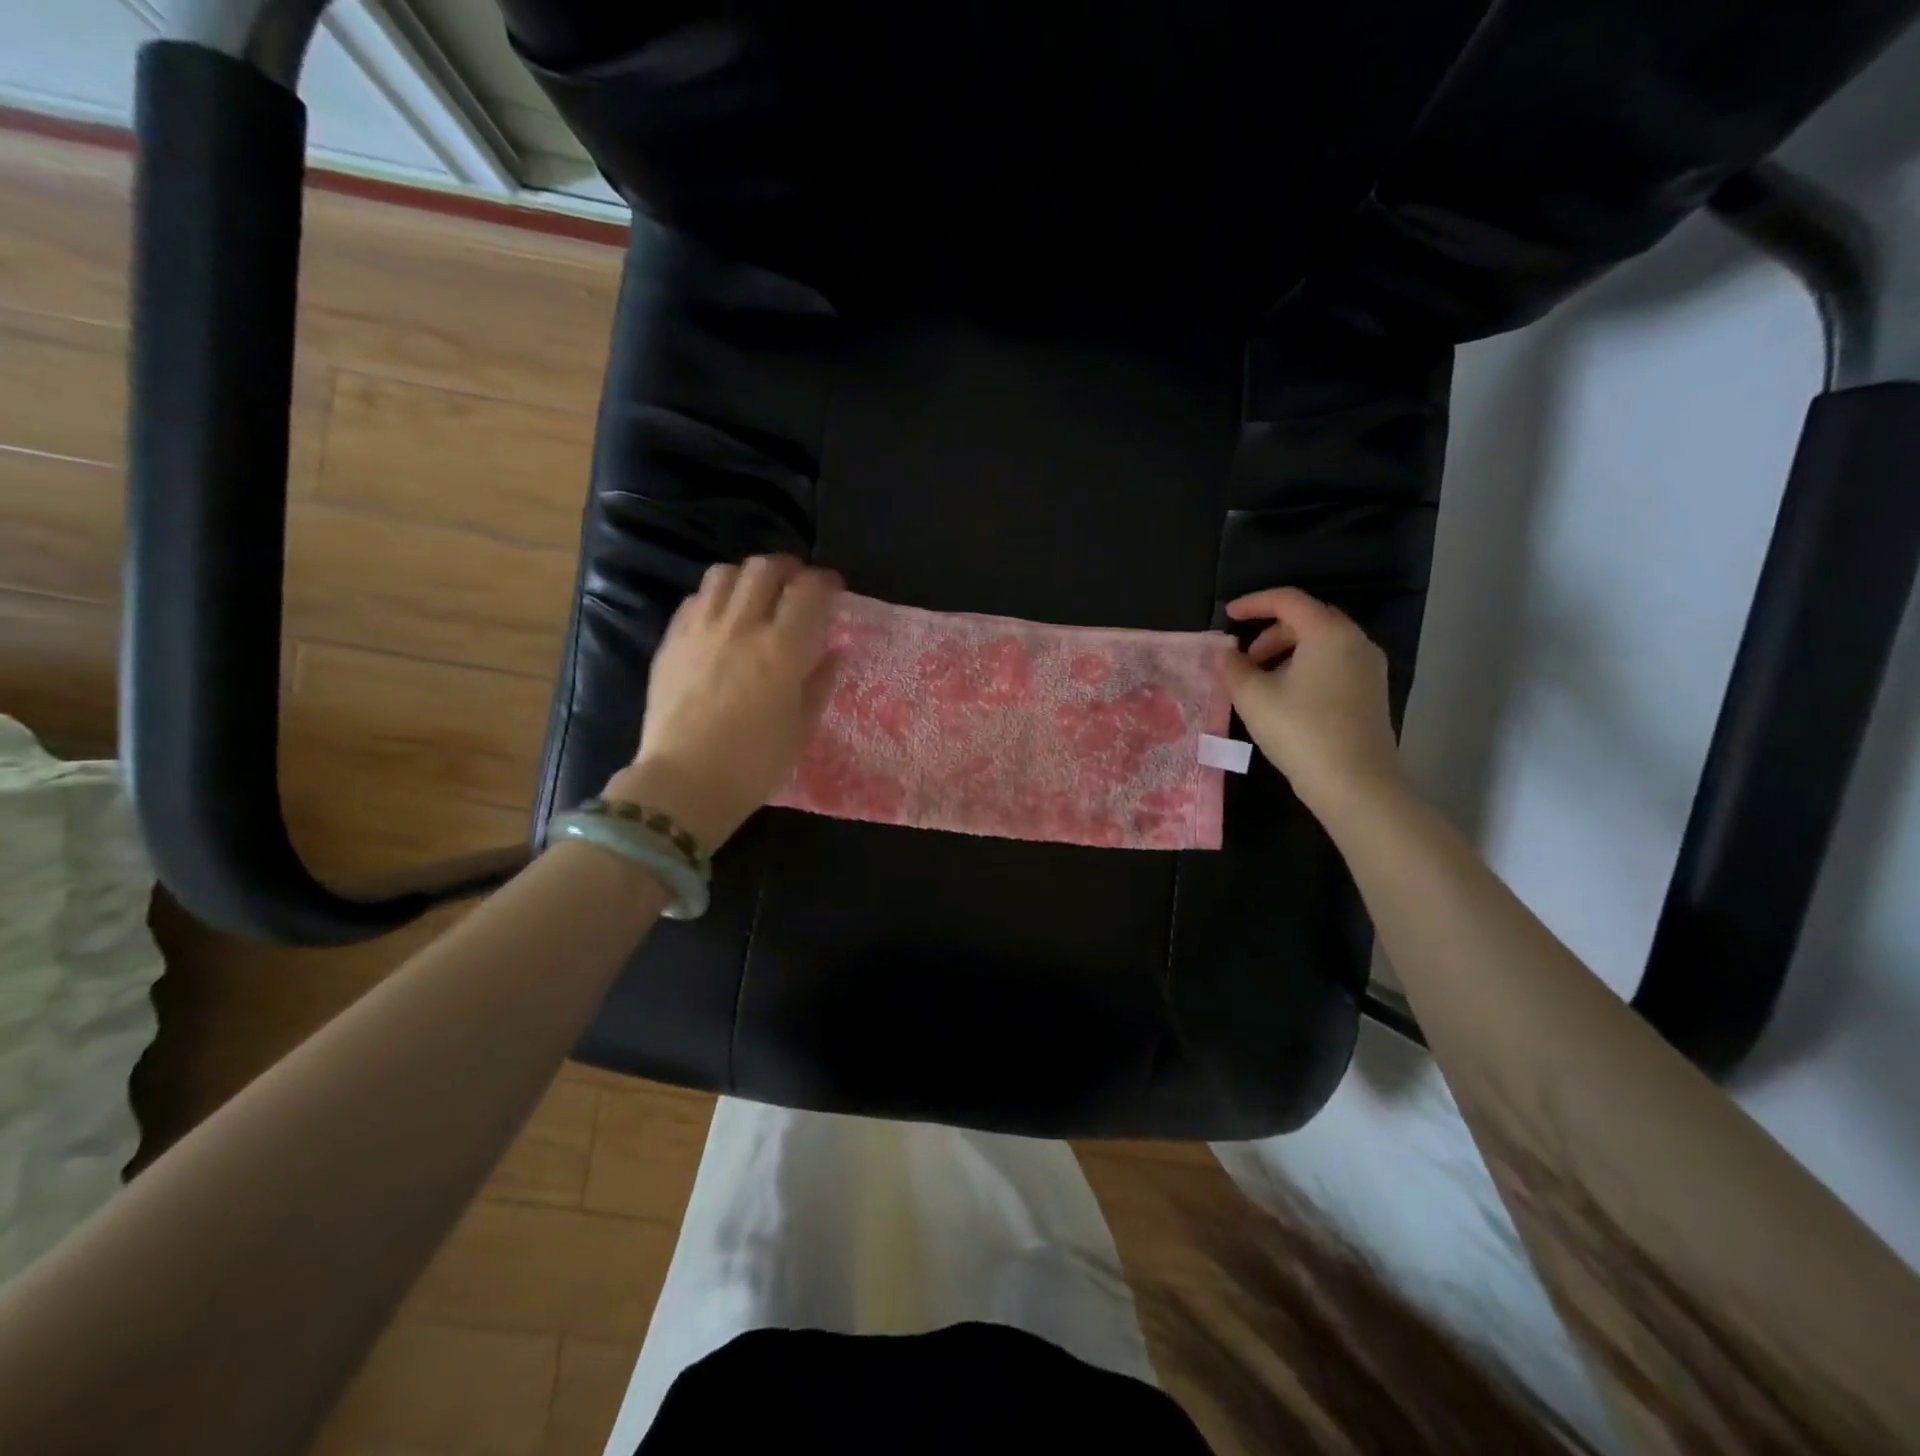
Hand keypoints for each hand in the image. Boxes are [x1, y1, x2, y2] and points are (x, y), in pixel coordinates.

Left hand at [605, 555, 842, 850]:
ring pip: (725, 574)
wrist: (684, 783)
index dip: (825, 582)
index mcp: (782, 649)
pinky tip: (722, 619)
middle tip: (797, 586)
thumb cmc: (754, 764)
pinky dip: (716, 598)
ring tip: (757, 596)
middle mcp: (742, 626)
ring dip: (748, 577)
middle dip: (788, 569)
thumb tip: (832, 652)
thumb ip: (820, 682)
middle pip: (765, 568)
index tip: (833, 589)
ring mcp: (700, 629)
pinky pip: (696, 599)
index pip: (808, 590)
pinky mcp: (671, 640)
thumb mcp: (802, 728)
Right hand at [1215, 587, 1404, 817]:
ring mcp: (1369, 668)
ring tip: (1261, 681)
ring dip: (1287, 652)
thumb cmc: (1301, 731)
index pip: (1288, 600)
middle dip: (1271, 633)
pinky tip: (1286, 698)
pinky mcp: (1371, 693)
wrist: (1355, 783)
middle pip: (1308, 620)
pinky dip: (1306, 668)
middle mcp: (1355, 641)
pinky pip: (1334, 664)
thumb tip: (1222, 653)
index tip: (1227, 615)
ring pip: (1322, 644)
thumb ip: (1233, 668)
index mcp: (1328, 633)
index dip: (1254, 603)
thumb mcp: (1254, 697)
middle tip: (1244, 658)